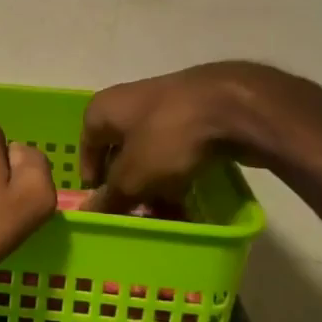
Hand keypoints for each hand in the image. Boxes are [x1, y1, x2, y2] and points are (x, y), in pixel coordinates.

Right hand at [80, 62, 321, 212]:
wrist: (234, 108)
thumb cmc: (168, 137)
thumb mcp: (133, 177)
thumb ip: (110, 197)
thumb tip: (89, 213)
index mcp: (104, 109)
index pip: (87, 148)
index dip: (93, 181)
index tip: (104, 209)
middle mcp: (130, 103)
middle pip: (122, 153)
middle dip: (129, 189)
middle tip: (137, 217)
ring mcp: (166, 108)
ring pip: (152, 155)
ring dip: (156, 187)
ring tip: (167, 217)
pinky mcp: (197, 117)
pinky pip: (179, 152)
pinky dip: (179, 176)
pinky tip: (190, 203)